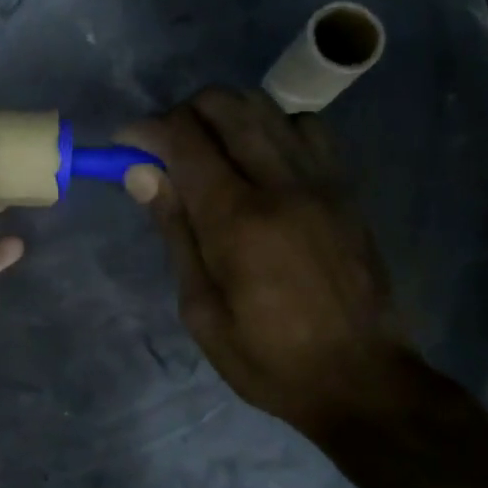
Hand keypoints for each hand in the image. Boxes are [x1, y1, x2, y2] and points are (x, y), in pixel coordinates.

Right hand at [120, 88, 412, 439]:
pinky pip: (307, 128)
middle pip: (225, 106)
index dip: (145, 130)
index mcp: (237, 220)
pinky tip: (261, 159)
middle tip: (165, 145)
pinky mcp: (346, 189)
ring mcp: (320, 181)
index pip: (183, 139)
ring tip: (209, 147)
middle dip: (183, 111)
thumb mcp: (200, 309)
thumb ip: (174, 231)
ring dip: (226, 114)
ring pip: (267, 107)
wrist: (362, 381)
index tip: (125, 144)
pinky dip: (273, 127)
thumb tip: (141, 173)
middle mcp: (280, 184)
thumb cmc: (267, 358)